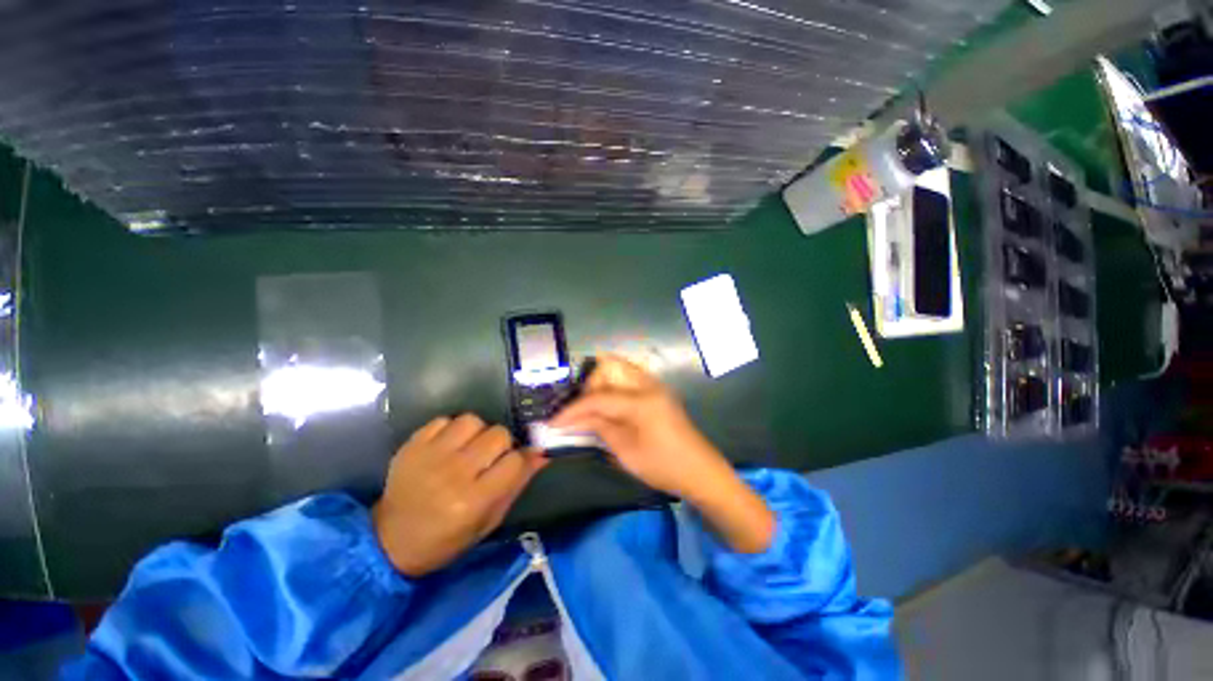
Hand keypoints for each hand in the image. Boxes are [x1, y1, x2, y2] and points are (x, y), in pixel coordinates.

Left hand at [373, 414, 546, 576]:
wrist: (389, 541)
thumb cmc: (445, 539)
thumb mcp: (488, 522)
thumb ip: (516, 485)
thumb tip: (541, 454)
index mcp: (473, 500)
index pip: (515, 460)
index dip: (521, 458)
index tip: (517, 462)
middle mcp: (454, 474)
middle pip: (498, 434)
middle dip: (501, 444)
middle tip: (491, 458)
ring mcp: (430, 456)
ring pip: (473, 421)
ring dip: (478, 432)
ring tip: (470, 447)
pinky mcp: (412, 445)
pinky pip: (444, 419)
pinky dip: (451, 428)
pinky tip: (448, 444)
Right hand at [549, 355, 727, 499]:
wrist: (699, 470)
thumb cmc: (662, 465)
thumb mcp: (625, 451)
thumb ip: (598, 427)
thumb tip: (573, 418)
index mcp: (642, 400)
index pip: (598, 397)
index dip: (573, 408)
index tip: (553, 420)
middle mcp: (649, 384)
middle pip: (609, 366)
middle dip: (589, 385)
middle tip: (580, 410)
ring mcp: (655, 384)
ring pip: (619, 367)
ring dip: (601, 383)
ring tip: (591, 407)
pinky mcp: (657, 390)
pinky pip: (629, 377)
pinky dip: (613, 386)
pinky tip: (607, 405)